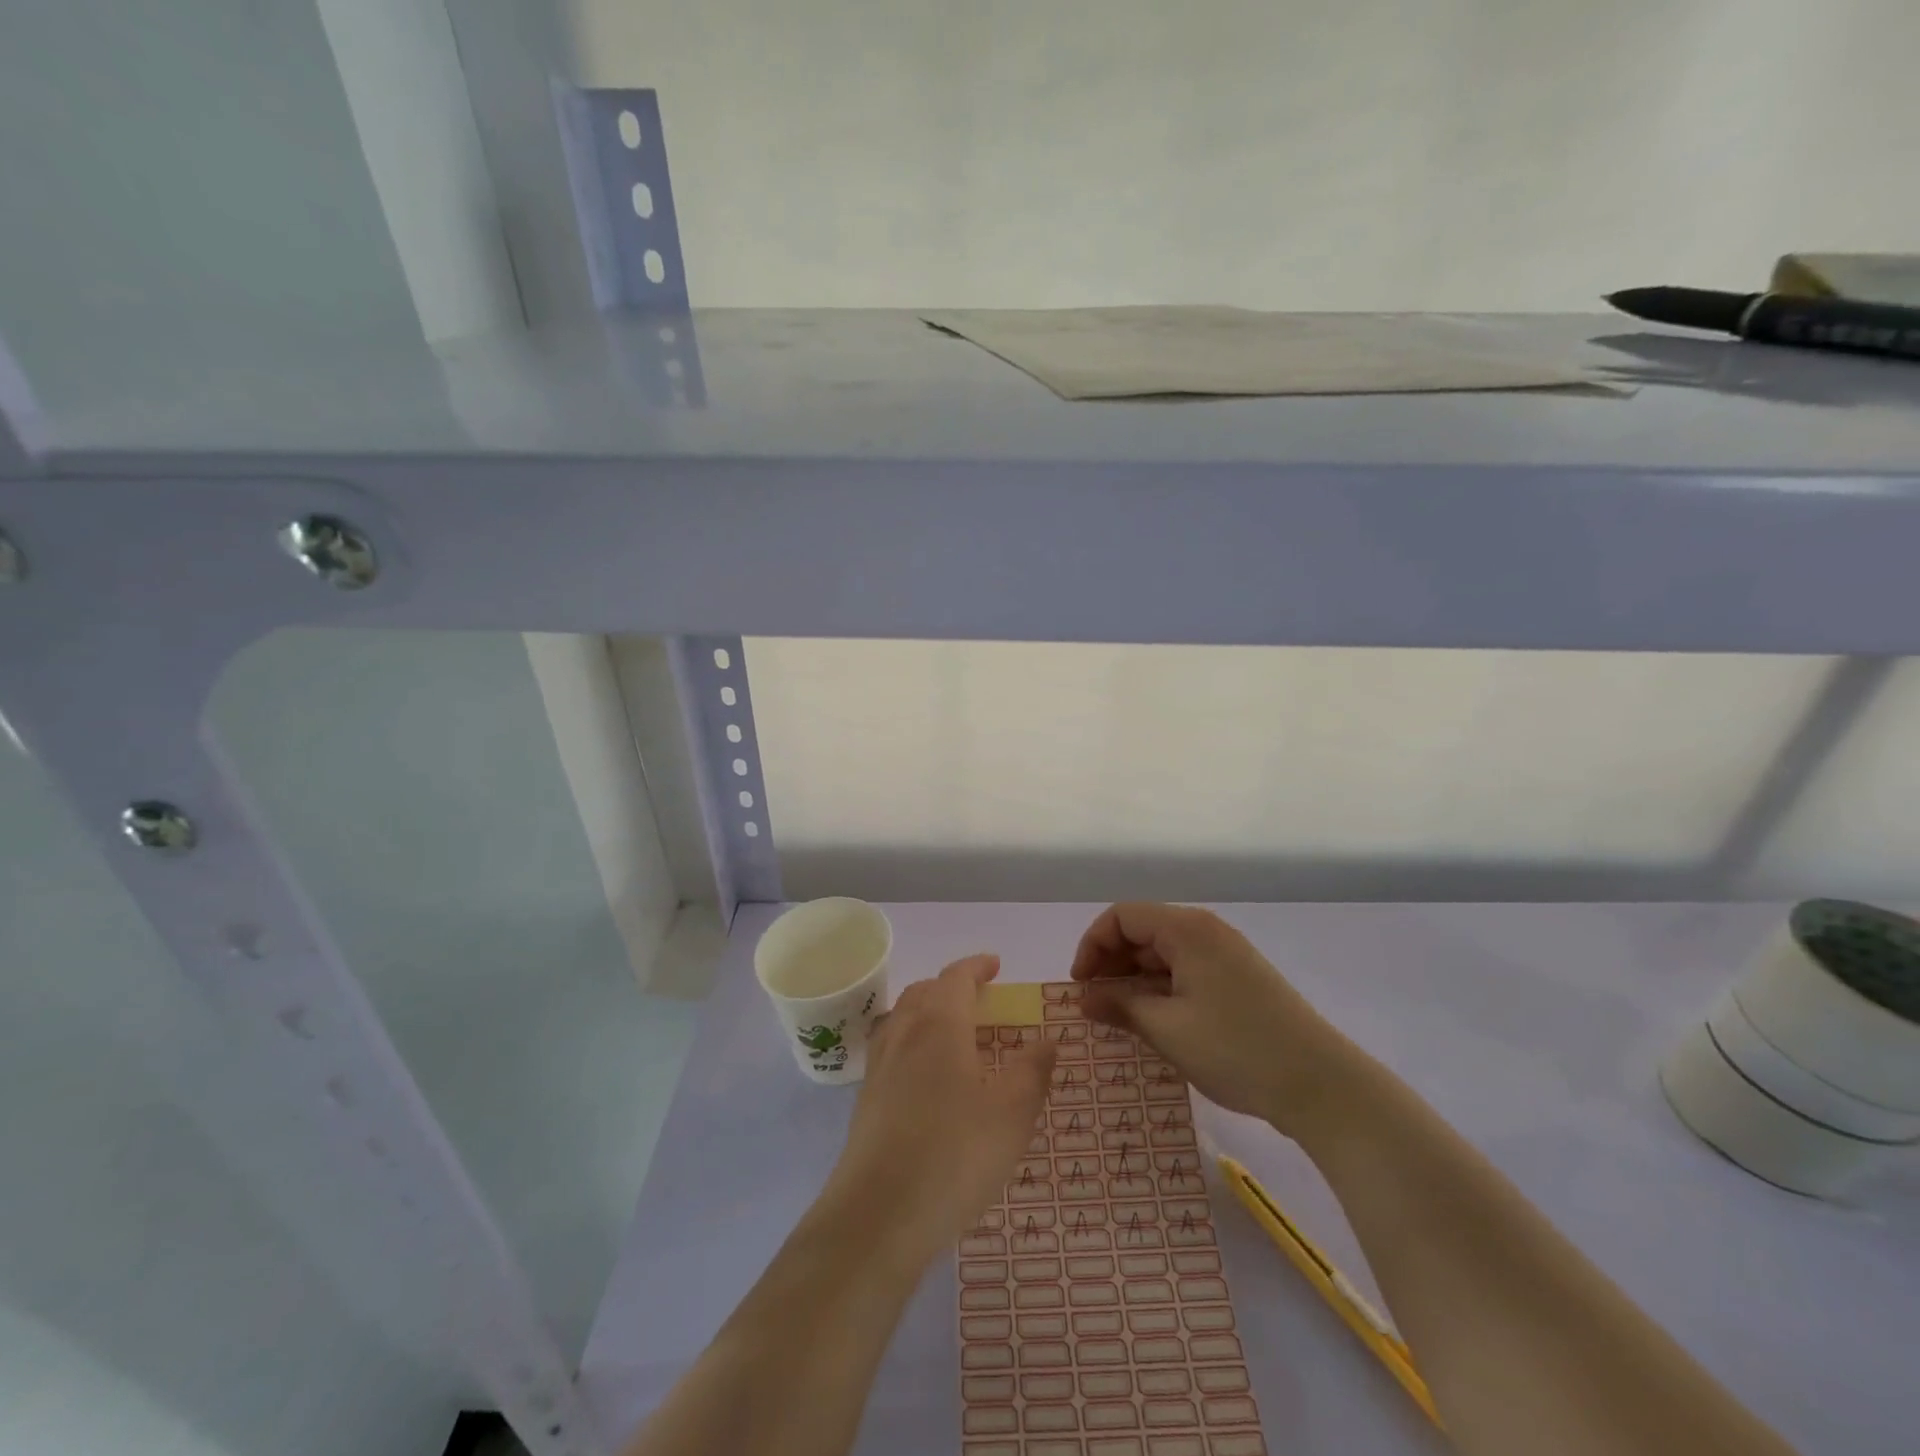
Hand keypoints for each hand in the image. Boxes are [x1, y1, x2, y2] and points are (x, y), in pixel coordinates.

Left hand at [825, 954, 1055, 1260]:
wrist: (877, 1215)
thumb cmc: (954, 1155)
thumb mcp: (1012, 1114)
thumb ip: (1032, 1070)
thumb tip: (1047, 1038)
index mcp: (940, 1024)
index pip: (956, 977)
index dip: (976, 966)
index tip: (995, 964)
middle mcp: (904, 1033)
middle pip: (924, 992)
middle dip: (951, 986)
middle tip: (977, 997)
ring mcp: (880, 1066)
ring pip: (902, 1018)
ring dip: (927, 1011)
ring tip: (951, 1031)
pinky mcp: (866, 1100)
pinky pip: (891, 1048)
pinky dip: (911, 1041)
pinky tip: (925, 1075)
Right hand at [1070, 903, 1359, 1137]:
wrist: (1323, 1086)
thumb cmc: (1236, 1049)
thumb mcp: (1167, 1029)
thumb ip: (1120, 1005)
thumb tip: (1085, 997)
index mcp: (1187, 929)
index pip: (1122, 916)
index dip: (1092, 946)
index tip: (1080, 987)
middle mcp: (1206, 932)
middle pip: (1143, 932)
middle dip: (1112, 964)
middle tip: (1095, 1005)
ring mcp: (1227, 956)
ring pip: (1164, 954)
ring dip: (1136, 980)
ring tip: (1121, 1019)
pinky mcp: (1240, 981)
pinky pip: (1187, 972)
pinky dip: (1162, 990)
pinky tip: (1156, 1023)